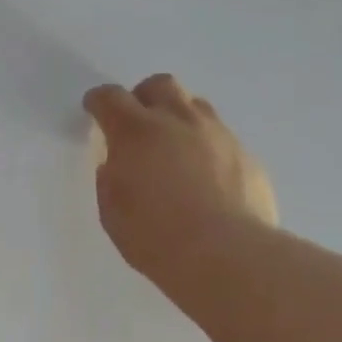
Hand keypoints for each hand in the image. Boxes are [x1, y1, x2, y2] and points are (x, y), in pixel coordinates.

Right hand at [83, 74, 277, 286]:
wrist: (228, 256)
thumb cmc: (156, 237)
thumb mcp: (112, 211)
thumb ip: (110, 179)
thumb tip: (117, 165)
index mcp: (136, 132)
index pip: (110, 98)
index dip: (99, 100)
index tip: (94, 108)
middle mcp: (178, 121)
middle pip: (160, 85)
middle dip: (144, 97)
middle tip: (138, 122)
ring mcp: (217, 135)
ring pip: (195, 105)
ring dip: (178, 117)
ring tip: (174, 145)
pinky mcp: (246, 155)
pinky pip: (221, 137)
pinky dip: (206, 146)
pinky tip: (205, 176)